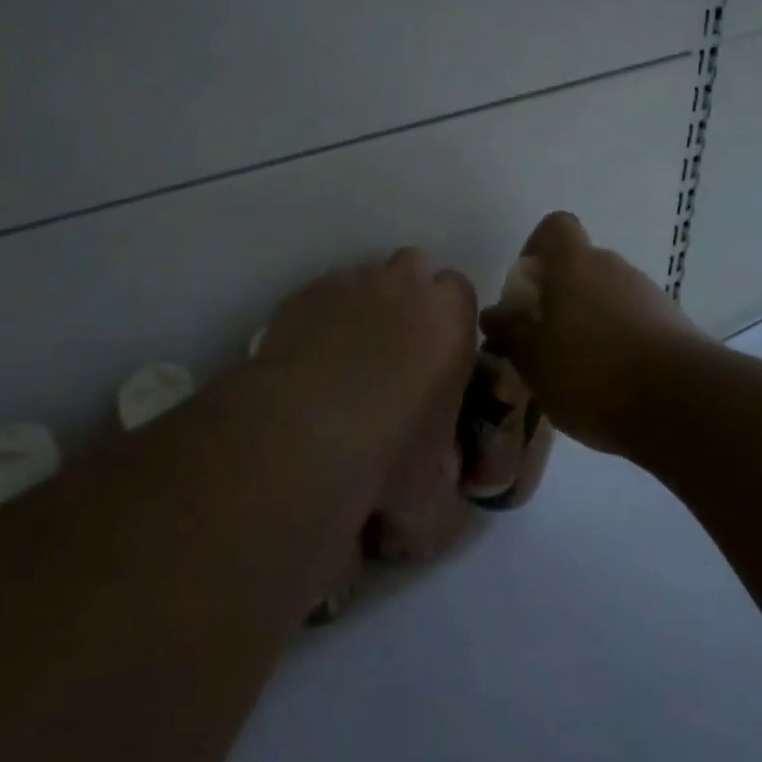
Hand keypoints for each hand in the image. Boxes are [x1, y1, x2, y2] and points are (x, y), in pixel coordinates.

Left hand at [258, 248, 478, 514]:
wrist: (300, 438)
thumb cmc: (386, 459)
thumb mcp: (436, 493)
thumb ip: (449, 484)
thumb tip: (442, 490)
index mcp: (449, 319)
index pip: (460, 291)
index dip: (450, 319)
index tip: (438, 353)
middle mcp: (402, 286)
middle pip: (413, 268)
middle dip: (408, 297)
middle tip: (396, 349)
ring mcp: (348, 283)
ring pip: (364, 280)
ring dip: (363, 307)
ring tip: (344, 360)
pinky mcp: (302, 294)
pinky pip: (321, 297)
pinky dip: (321, 319)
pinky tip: (308, 361)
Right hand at [479, 212, 698, 456]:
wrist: (684, 404)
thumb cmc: (592, 373)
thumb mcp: (533, 359)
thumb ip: (510, 332)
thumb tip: (495, 313)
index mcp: (575, 264)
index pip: (555, 227)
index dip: (536, 248)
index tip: (526, 288)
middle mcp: (614, 268)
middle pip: (580, 266)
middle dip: (559, 297)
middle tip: (543, 341)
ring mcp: (649, 296)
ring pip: (607, 297)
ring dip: (590, 323)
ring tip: (576, 373)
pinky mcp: (675, 327)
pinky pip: (634, 324)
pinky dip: (619, 344)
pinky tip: (611, 386)